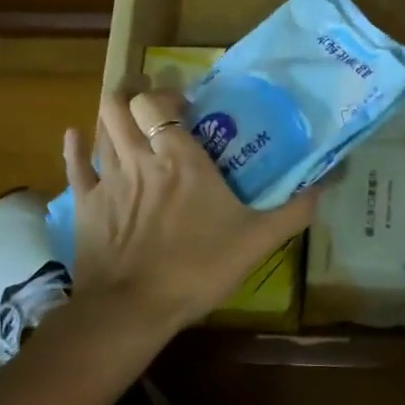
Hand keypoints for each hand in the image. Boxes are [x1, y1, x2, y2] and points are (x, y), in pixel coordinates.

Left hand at [64, 89, 314, 330]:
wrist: (133, 309)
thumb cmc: (197, 268)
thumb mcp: (258, 240)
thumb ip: (294, 210)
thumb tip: (329, 182)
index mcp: (180, 158)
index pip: (160, 103)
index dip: (167, 94)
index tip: (185, 104)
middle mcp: (140, 158)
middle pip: (121, 105)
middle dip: (133, 94)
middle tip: (151, 101)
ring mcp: (108, 180)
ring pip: (100, 128)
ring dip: (111, 115)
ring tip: (125, 114)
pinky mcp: (85, 205)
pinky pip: (75, 166)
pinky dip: (76, 147)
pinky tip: (77, 137)